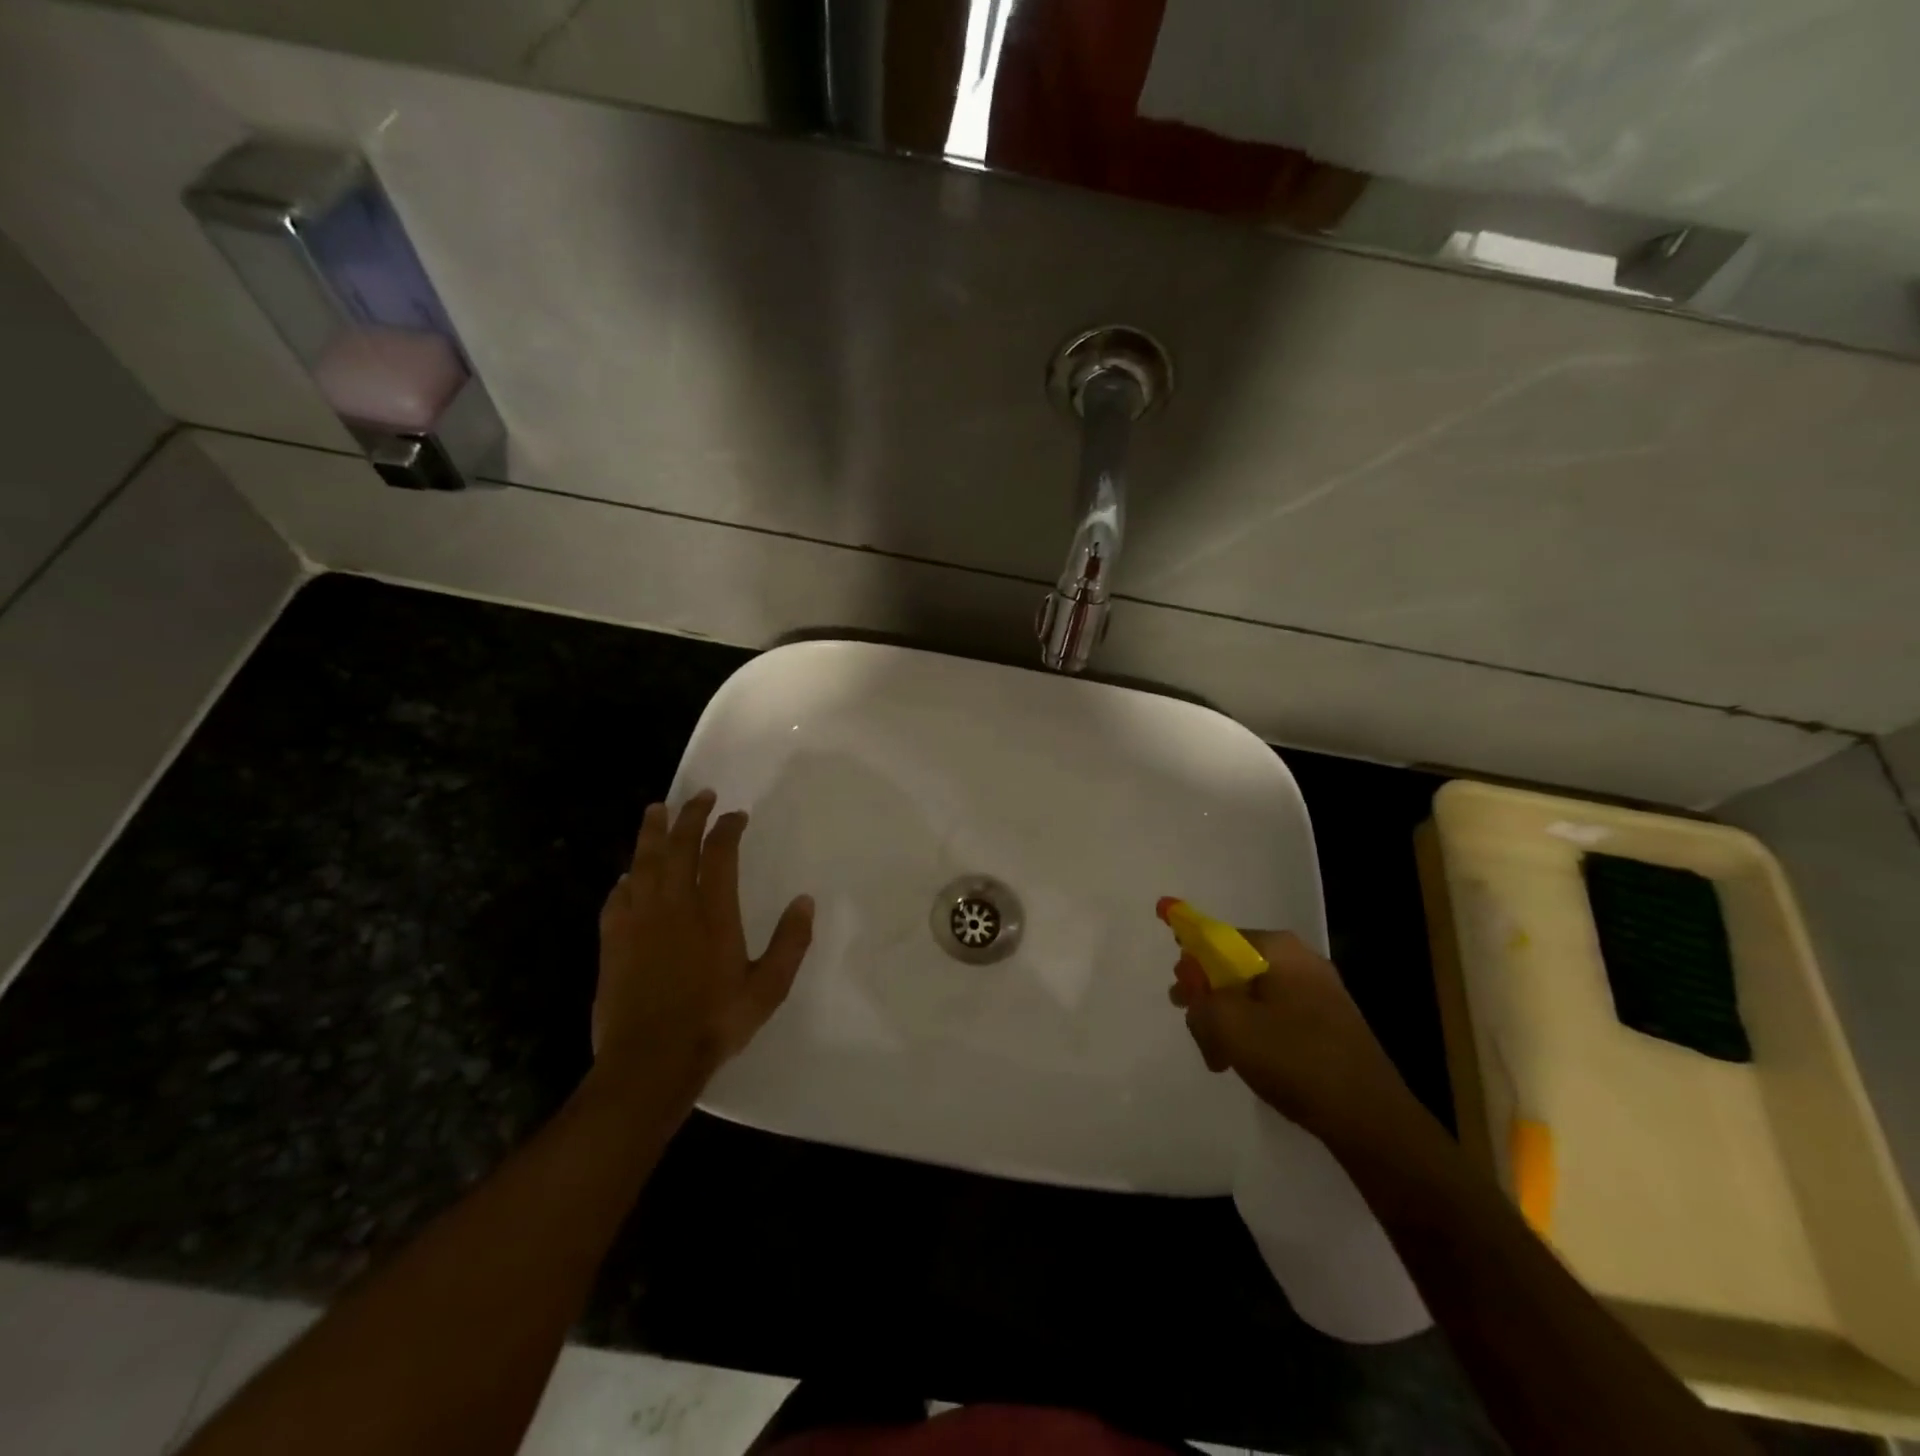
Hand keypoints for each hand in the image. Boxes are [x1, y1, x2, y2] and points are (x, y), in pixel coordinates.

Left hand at [593, 790, 813, 1095]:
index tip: (736, 815)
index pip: (720, 853)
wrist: (649, 1062)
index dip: (727, 828)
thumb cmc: (714, 1023)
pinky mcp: (612, 941)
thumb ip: (790, 942)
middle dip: (690, 816)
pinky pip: (617, 898)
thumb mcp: (768, 988)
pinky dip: (626, 879)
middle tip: (699, 796)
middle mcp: (674, 906)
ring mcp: (638, 922)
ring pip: (643, 863)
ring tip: (656, 810)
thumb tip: (805, 901)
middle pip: (678, 846)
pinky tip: (627, 875)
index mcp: (714, 913)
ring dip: (652, 833)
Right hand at [1170, 930, 1419, 1147]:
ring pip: (1253, 996)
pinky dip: (1256, 1034)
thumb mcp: (1229, 1026)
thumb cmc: (1295, 1060)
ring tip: (1222, 1060)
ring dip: (1229, 1023)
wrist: (1371, 1119)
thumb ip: (1198, 996)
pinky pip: (1276, 1016)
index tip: (1179, 997)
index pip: (1216, 938)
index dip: (1190, 962)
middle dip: (1209, 1000)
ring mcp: (1319, 991)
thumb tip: (1189, 976)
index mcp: (1278, 948)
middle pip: (1233, 968)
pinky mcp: (1329, 1022)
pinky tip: (1250, 1065)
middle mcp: (1300, 959)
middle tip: (1199, 1034)